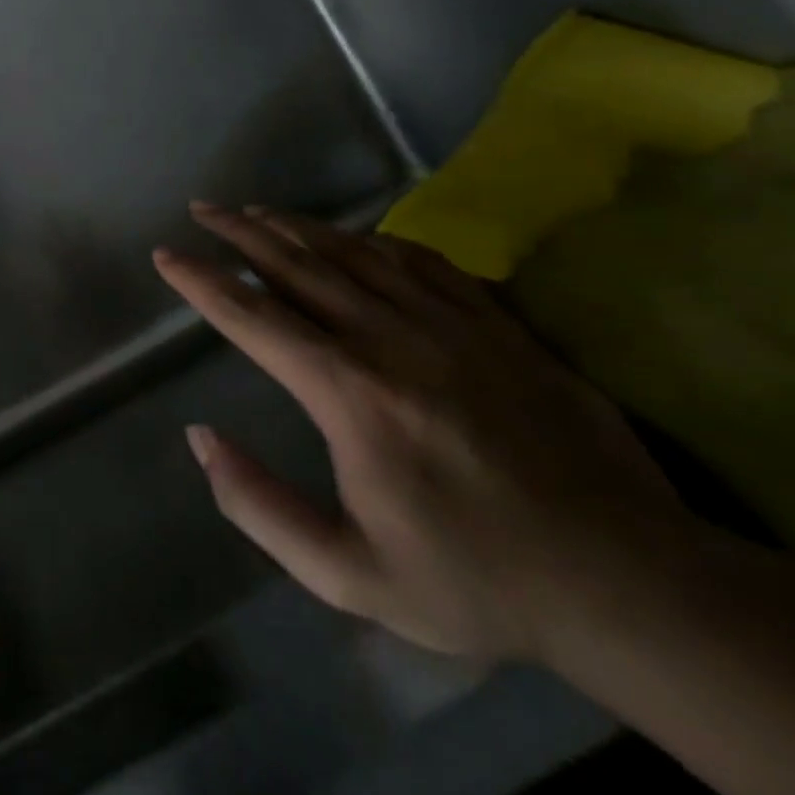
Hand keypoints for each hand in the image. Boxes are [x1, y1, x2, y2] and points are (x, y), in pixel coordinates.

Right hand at [155, 205, 689, 660]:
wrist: (627, 584)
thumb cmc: (473, 580)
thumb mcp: (346, 574)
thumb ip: (258, 505)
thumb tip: (200, 438)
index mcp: (348, 394)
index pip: (252, 317)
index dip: (201, 281)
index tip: (166, 255)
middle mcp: (390, 340)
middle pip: (297, 265)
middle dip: (240, 232)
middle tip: (203, 209)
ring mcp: (450, 325)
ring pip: (354, 253)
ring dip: (297, 226)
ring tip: (258, 209)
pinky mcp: (499, 326)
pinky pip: (423, 262)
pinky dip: (377, 240)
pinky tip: (357, 235)